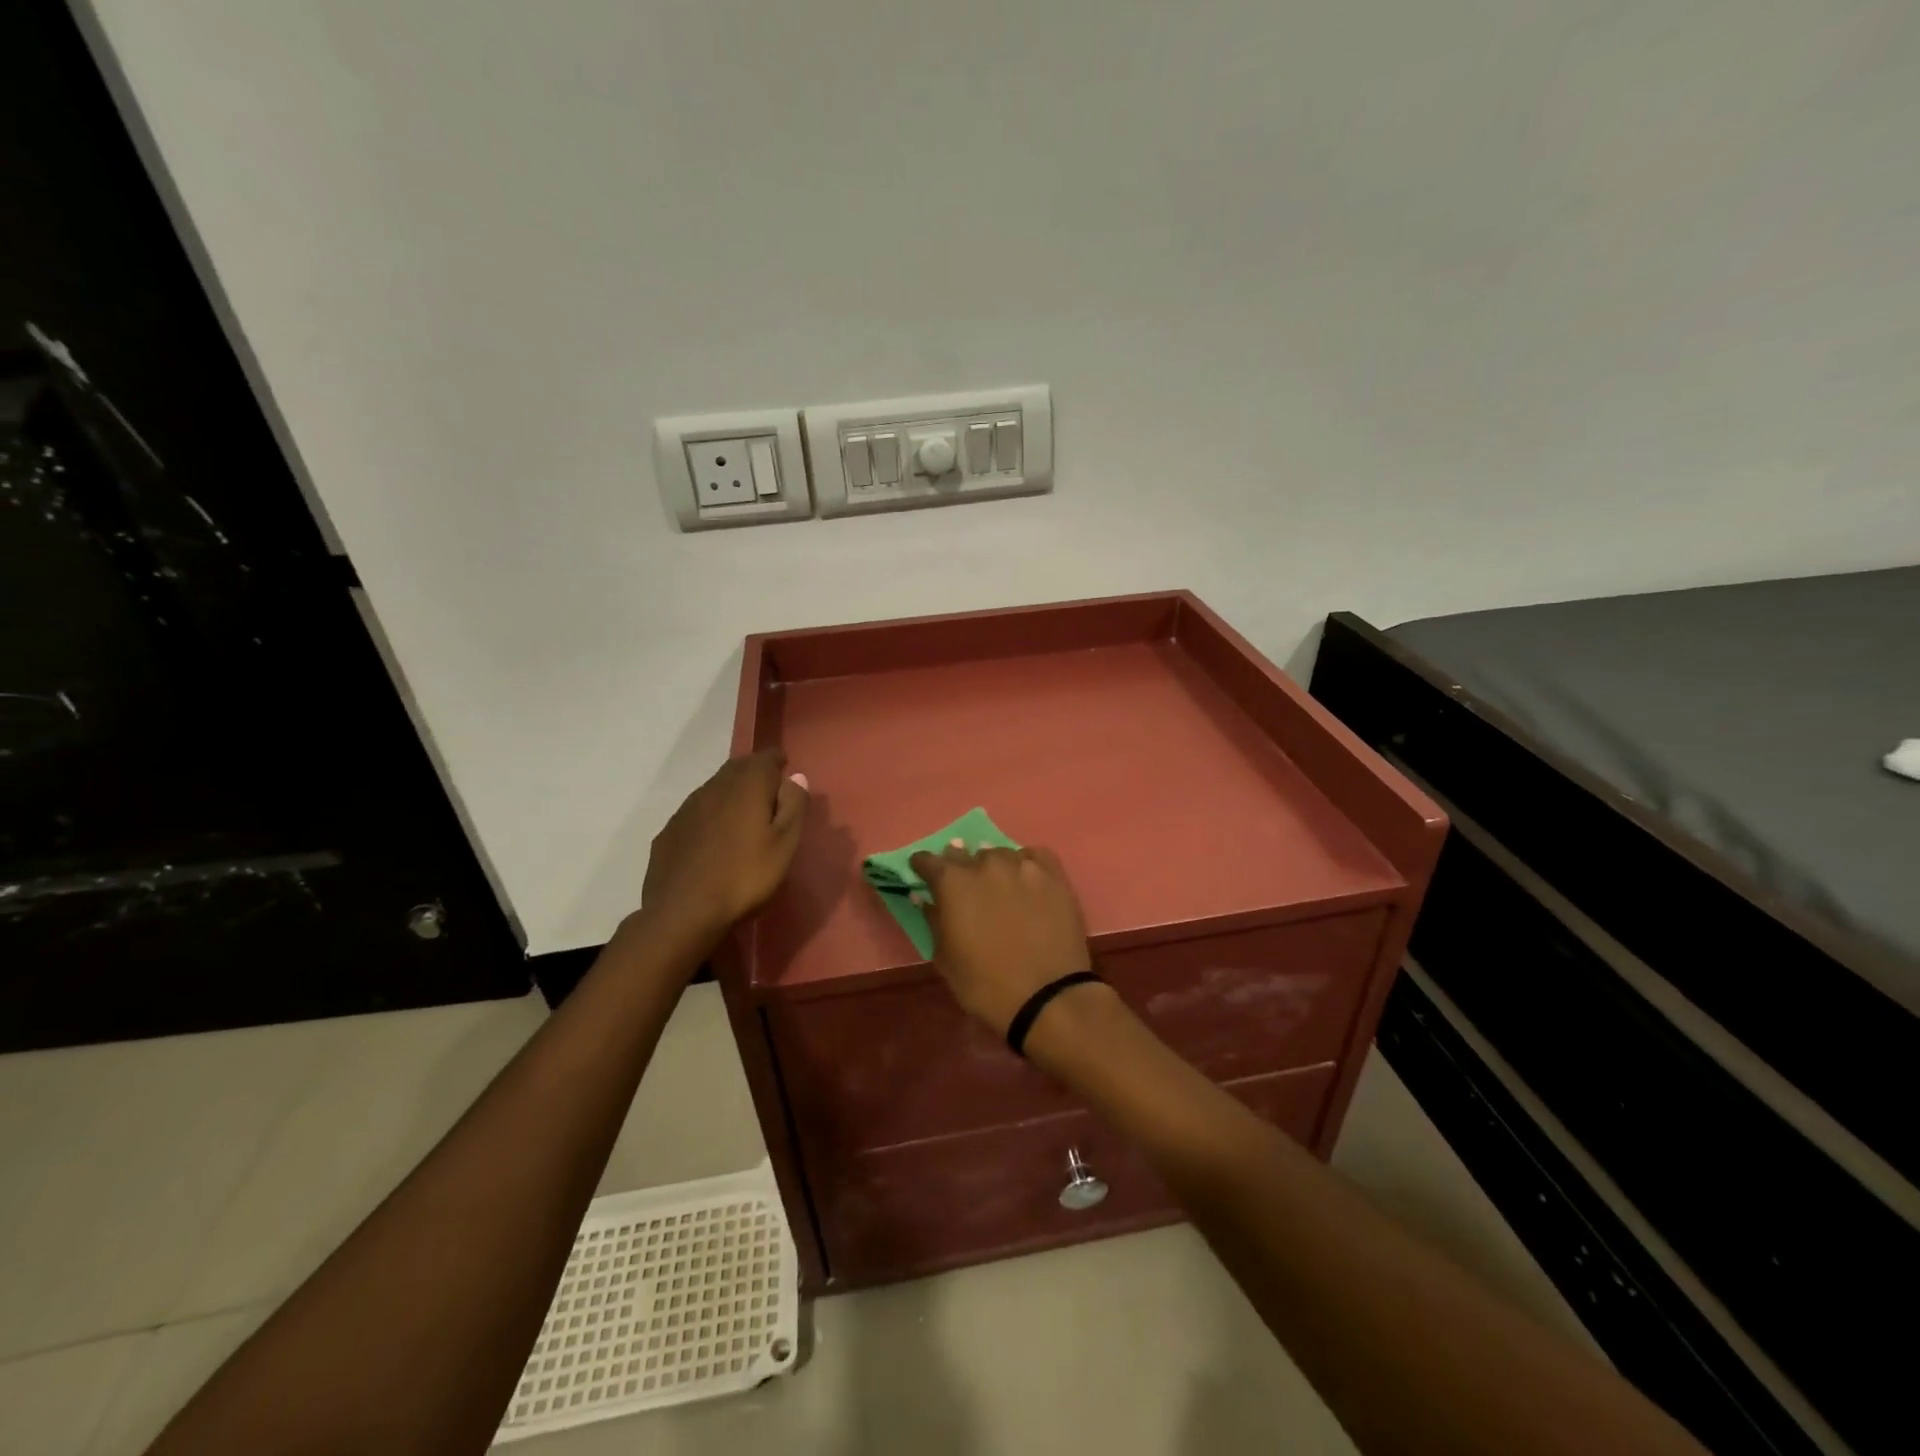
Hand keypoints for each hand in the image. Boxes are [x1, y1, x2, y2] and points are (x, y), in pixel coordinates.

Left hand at [641, 750, 808, 945]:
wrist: (682, 912)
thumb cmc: (745, 877)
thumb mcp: (784, 844)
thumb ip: (794, 806)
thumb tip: (796, 777)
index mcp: (747, 786)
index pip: (765, 758)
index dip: (777, 761)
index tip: (786, 769)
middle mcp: (714, 787)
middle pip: (737, 769)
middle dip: (754, 773)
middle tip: (769, 789)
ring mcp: (686, 809)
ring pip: (714, 789)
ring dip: (731, 793)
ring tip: (743, 813)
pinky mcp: (669, 831)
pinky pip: (696, 812)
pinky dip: (710, 814)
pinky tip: (714, 838)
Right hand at [908, 844, 1092, 1034]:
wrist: (1047, 997)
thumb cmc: (986, 984)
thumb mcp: (946, 959)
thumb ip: (933, 921)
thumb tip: (924, 898)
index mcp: (953, 883)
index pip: (928, 860)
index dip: (923, 867)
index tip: (923, 874)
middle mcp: (986, 864)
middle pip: (965, 854)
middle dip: (959, 866)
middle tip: (964, 886)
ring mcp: (1022, 866)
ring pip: (1000, 854)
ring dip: (993, 867)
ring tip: (999, 886)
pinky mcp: (1053, 874)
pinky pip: (1034, 856)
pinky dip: (1026, 863)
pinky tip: (1027, 879)